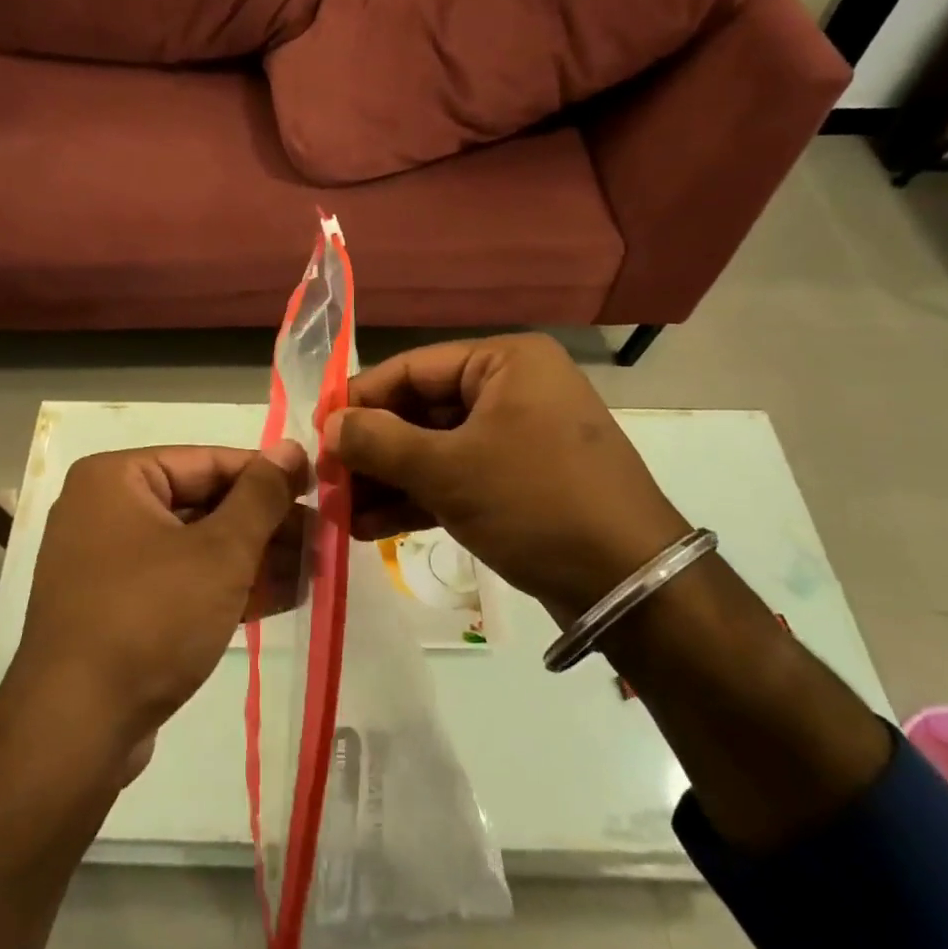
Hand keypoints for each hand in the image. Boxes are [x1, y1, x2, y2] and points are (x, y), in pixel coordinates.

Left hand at [11, 442, 309, 761]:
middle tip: (323, 537)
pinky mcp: (118, 609)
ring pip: (196, 546)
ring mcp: (108, 563)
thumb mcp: (219, 552)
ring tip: (314, 568)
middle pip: (202, 503)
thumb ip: (261, 496)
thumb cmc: (150, 618)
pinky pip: (180, 582)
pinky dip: (226, 587)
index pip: (208, 461)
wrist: (75, 733)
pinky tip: (283, 596)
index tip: (318, 488)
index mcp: (116, 478)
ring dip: (254, 558)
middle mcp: (106, 510)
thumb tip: (292, 448)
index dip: (268, 475)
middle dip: (265, 524)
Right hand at [325, 333, 688, 621]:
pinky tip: (372, 528)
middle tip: (327, 481)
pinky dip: (419, 499)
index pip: (412, 369)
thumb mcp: (449, 469)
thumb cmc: (536, 502)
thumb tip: (329, 424)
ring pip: (436, 449)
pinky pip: (458, 478)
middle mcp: (512, 388)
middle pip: (422, 411)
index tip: (316, 432)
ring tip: (340, 513)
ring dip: (389, 481)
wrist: (631, 586)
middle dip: (373, 451)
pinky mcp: (520, 480)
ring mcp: (518, 436)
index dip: (360, 400)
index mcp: (505, 362)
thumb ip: (380, 441)